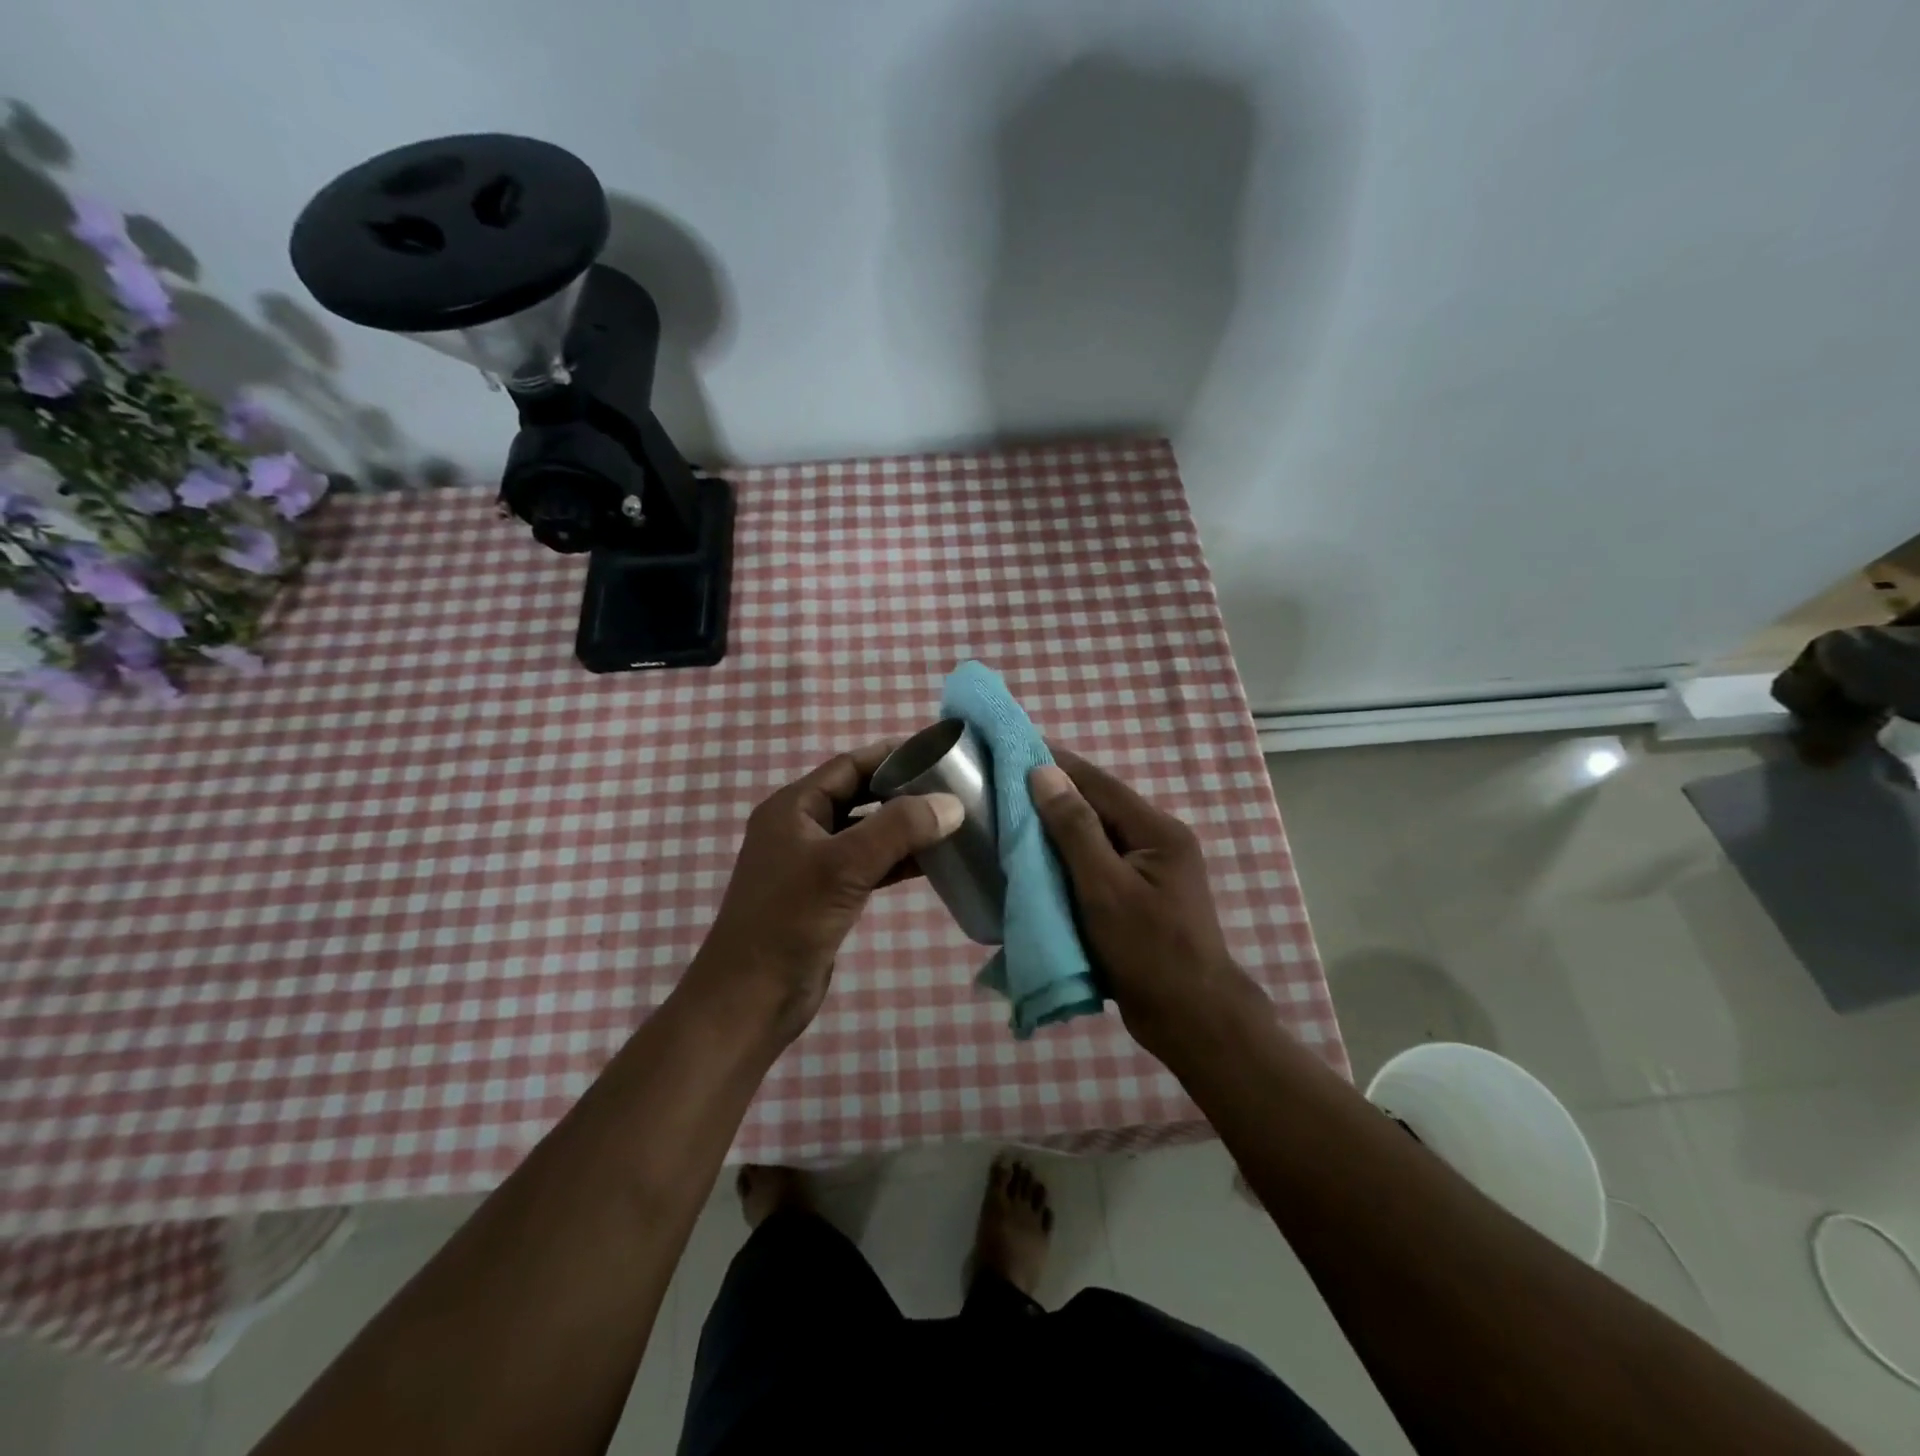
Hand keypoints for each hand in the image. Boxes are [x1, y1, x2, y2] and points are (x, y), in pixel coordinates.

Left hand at [689, 742, 963, 1045]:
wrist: (750, 1000)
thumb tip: (952, 803)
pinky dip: (897, 860)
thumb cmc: (789, 921)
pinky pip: (868, 865)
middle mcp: (801, 828)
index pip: (849, 766)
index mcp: (793, 808)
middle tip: (952, 788)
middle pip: (859, 796)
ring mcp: (813, 864)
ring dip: (904, 828)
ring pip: (866, 832)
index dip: (892, 756)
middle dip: (902, 791)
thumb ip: (898, 829)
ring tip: (951, 822)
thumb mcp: (844, 866)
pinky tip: (932, 862)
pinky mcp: (826, 896)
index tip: (938, 753)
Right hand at [1029, 750, 1248, 1057]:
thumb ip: (1075, 829)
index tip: (1014, 747)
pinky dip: (1067, 860)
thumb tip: (1044, 773)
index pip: (1098, 782)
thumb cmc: (1148, 950)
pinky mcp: (1138, 897)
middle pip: (1097, 807)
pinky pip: (1096, 866)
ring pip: (1095, 837)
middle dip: (1052, 796)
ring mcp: (1149, 871)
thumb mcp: (1105, 887)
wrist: (1191, 1021)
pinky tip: (1036, 862)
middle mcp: (1156, 842)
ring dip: (1057, 829)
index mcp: (1157, 831)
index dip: (1056, 763)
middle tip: (1003, 787)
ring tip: (1011, 819)